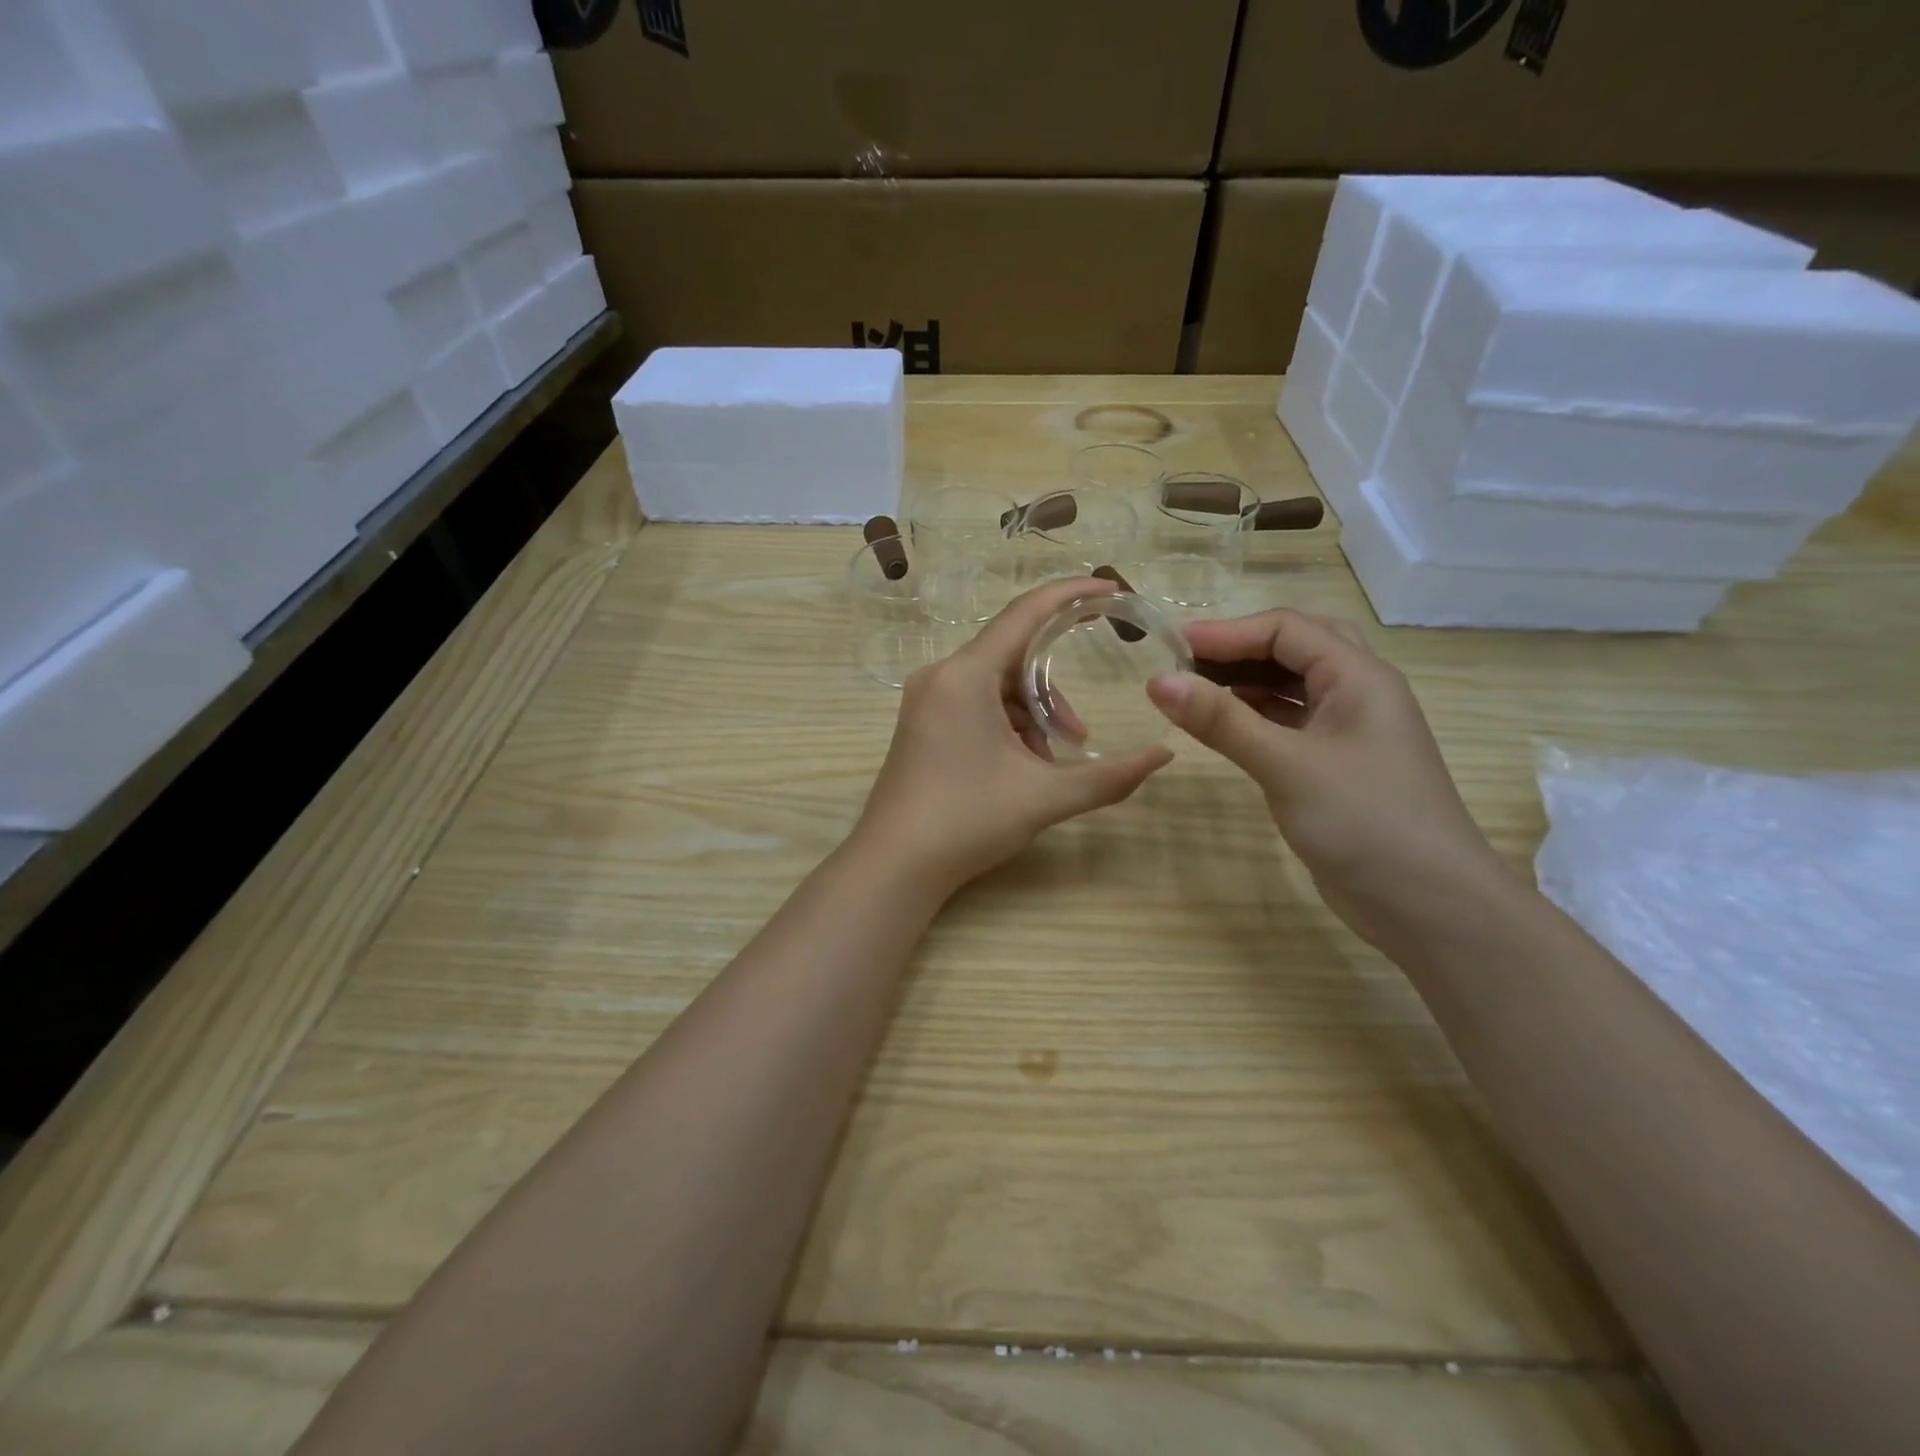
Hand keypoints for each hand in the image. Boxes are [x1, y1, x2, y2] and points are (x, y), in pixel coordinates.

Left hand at [854, 578, 1173, 897]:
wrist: (895, 865)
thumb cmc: (966, 821)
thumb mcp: (1044, 797)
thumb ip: (1109, 777)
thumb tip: (1164, 756)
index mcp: (965, 676)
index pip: (1024, 615)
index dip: (1069, 596)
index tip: (1110, 589)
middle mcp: (941, 676)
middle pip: (1012, 656)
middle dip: (1052, 690)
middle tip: (1080, 731)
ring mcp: (926, 700)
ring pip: (995, 685)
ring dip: (1031, 714)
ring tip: (1049, 762)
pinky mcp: (922, 722)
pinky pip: (975, 703)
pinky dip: (1007, 724)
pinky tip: (1022, 764)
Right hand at [1146, 610, 1512, 950]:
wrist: (1428, 904)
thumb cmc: (1363, 821)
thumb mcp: (1286, 764)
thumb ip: (1221, 721)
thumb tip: (1157, 680)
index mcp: (1358, 676)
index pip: (1287, 629)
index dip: (1228, 631)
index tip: (1173, 645)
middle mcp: (1358, 694)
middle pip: (1295, 648)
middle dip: (1240, 648)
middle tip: (1187, 661)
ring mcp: (1349, 732)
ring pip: (1293, 687)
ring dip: (1247, 681)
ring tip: (1195, 689)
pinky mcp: (1337, 767)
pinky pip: (1291, 723)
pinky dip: (1256, 716)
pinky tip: (1225, 727)